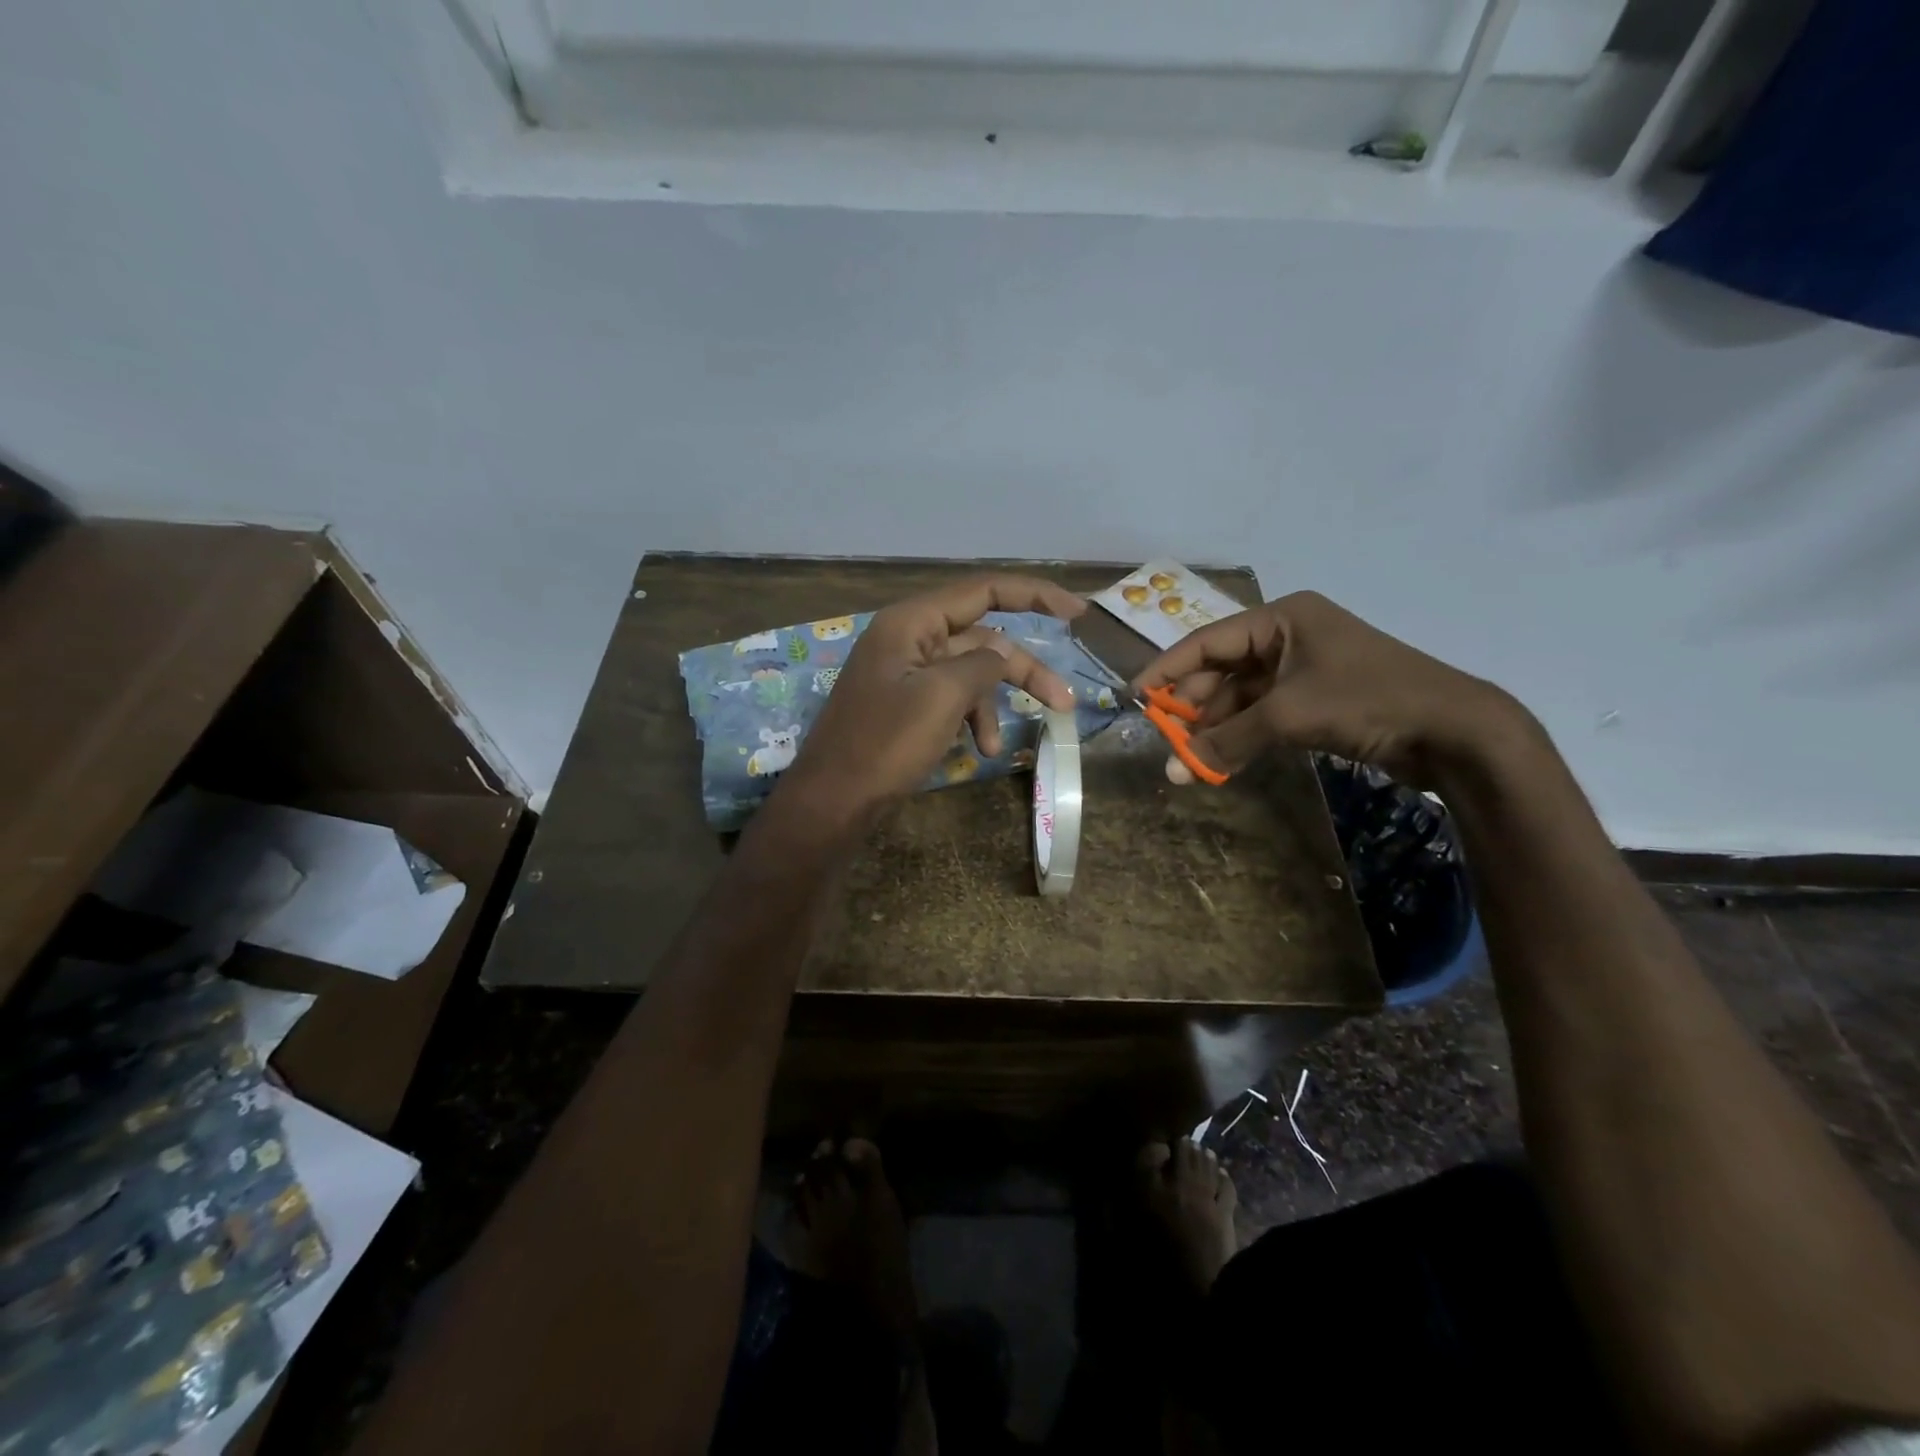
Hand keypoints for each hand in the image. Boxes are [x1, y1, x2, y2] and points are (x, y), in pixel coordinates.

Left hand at [779, 575, 1084, 821]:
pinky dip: (969, 719)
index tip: (1077, 613)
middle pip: (983, 640)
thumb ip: (982, 664)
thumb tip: (1003, 653)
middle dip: (1022, 671)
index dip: (1034, 596)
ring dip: (991, 705)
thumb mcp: (942, 697)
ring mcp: (905, 673)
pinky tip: (978, 750)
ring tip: (996, 747)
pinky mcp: (905, 705)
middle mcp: (909, 638)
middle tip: (1063, 702)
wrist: (832, 800)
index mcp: (912, 622)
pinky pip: (951, 699)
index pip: (983, 591)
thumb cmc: (884, 744)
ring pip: (970, 674)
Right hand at [1133, 591, 1528, 786]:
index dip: (1168, 669)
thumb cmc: (1366, 700)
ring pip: (1242, 695)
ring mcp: (1305, 669)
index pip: (1208, 640)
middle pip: (1223, 668)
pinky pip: (1264, 713)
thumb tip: (1174, 770)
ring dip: (1217, 726)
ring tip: (1191, 758)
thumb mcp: (1288, 716)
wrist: (1455, 731)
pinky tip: (1222, 758)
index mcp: (1282, 618)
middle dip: (1194, 705)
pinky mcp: (1318, 700)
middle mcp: (1289, 636)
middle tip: (1166, 736)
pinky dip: (1243, 735)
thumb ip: (1228, 740)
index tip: (1136, 696)